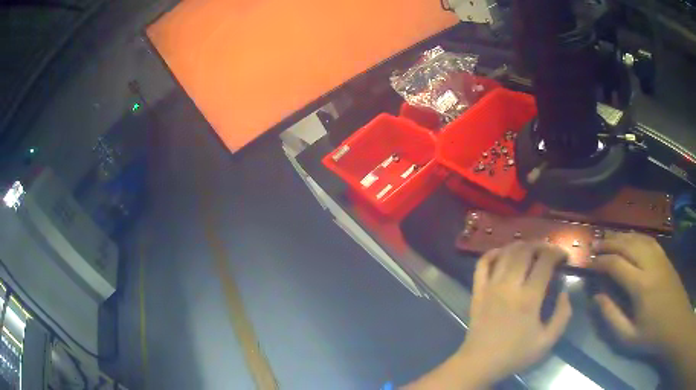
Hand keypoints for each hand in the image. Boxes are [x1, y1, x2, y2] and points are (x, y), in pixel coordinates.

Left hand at [458, 242, 572, 383]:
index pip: (545, 261)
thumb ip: (562, 315)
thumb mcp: (547, 341)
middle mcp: (509, 286)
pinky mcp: (477, 291)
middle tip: (549, 251)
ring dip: (521, 246)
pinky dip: (492, 253)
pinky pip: (482, 264)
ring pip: (505, 253)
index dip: (557, 253)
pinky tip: (502, 253)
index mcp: (529, 298)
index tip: (564, 257)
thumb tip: (564, 292)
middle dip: (541, 245)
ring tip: (531, 250)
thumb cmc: (515, 354)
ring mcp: (490, 286)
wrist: (479, 363)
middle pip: (525, 251)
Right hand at [591, 232, 695, 354]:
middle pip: (627, 244)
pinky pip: (648, 239)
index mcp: (641, 286)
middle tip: (593, 244)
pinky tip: (630, 239)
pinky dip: (635, 236)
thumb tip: (597, 297)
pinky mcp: (664, 256)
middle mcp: (650, 264)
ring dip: (621, 236)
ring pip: (638, 237)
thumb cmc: (652, 335)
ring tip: (608, 238)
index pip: (616, 264)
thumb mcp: (628, 337)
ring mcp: (659, 257)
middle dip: (608, 242)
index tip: (587, 262)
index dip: (600, 261)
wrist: (675, 321)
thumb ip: (611, 317)